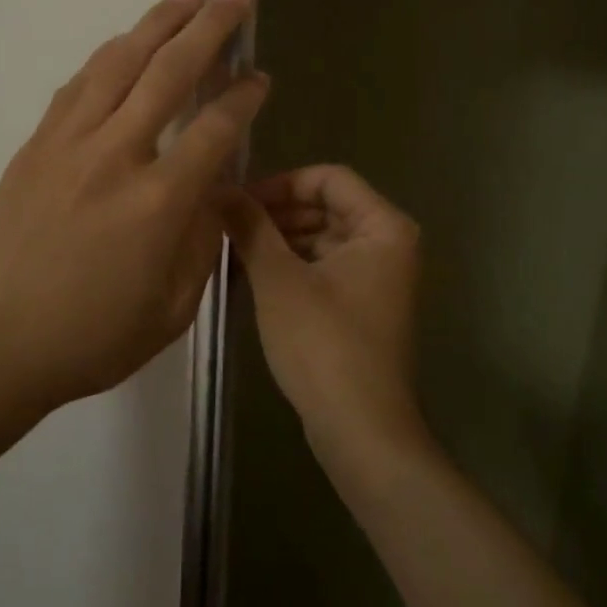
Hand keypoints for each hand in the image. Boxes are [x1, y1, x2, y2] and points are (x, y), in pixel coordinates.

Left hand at [0, 0, 268, 412]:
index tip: (260, 75)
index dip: (243, 96)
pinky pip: (78, 85)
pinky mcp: (35, 145)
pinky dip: (109, 56)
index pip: (214, 129)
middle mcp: (114, 158)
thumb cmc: (90, 338)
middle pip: (168, 73)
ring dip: (157, 24)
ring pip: (118, 64)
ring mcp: (68, 144)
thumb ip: (201, 242)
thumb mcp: (171, 310)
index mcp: (157, 204)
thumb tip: (212, 190)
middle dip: (209, 28)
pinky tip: (126, 43)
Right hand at [223, 165, 425, 452]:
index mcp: (382, 226)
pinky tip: (253, 274)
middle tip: (228, 225)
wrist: (360, 429)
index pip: (328, 178)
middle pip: (326, 206)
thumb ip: (250, 226)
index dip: (280, 183)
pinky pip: (324, 265)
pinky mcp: (362, 304)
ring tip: (233, 249)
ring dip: (279, 238)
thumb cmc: (323, 343)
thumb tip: (219, 188)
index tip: (239, 201)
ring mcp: (377, 276)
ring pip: (322, 236)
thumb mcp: (278, 278)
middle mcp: (388, 243)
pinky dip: (292, 264)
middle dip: (276, 212)